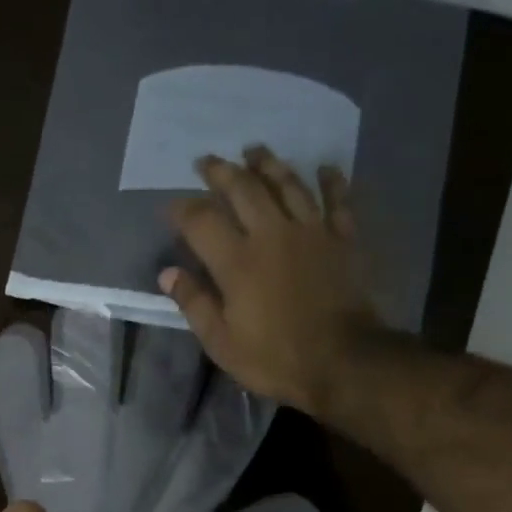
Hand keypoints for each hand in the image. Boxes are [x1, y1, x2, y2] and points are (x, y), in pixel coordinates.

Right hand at [159, 146, 391, 420]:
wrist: (343, 361)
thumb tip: (168, 273)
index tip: (170, 207)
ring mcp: (312, 232)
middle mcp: (272, 234)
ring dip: (269, 164)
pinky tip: (325, 167)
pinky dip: (331, 181)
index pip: (201, 221)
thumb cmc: (274, 358)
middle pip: (244, 189)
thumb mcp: (221, 342)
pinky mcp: (343, 239)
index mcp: (237, 261)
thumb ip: (194, 303)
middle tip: (207, 160)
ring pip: (288, 184)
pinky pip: (337, 200)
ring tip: (254, 149)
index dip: (182, 209)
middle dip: (221, 172)